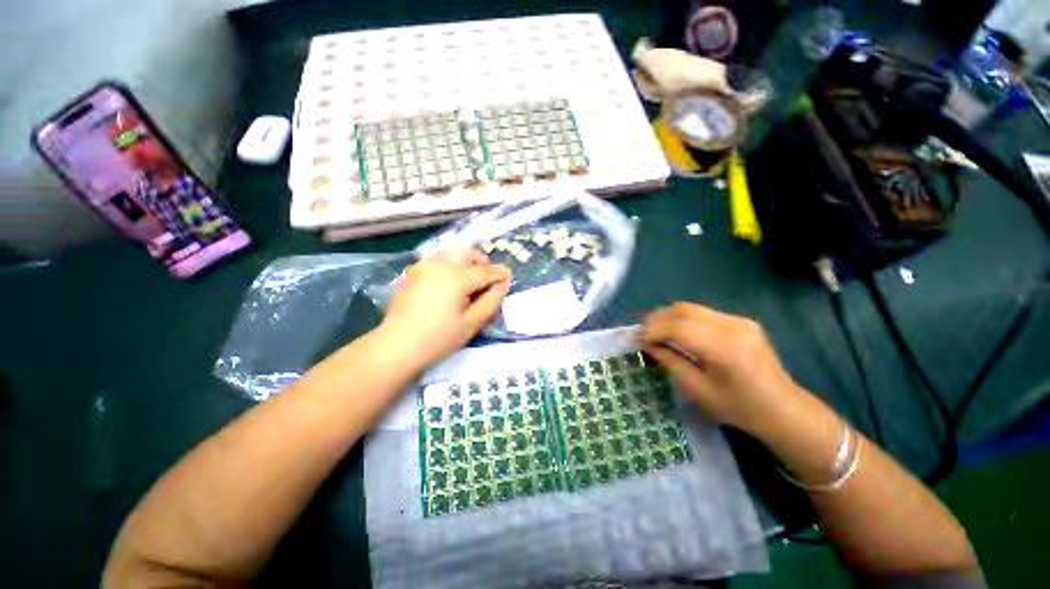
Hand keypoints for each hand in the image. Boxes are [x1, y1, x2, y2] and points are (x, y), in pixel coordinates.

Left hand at [378, 249, 511, 371]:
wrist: (396, 346)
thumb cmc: (439, 339)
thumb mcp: (472, 323)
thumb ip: (491, 301)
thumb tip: (503, 284)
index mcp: (456, 277)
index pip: (486, 271)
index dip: (500, 274)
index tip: (509, 278)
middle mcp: (440, 264)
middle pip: (469, 254)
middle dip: (483, 263)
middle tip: (488, 281)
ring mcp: (424, 265)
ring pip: (453, 253)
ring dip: (467, 262)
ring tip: (470, 281)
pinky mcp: (413, 271)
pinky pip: (438, 259)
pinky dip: (451, 264)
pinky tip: (450, 282)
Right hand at [639, 302, 805, 437]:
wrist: (785, 409)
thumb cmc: (740, 408)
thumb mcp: (699, 391)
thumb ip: (670, 362)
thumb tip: (645, 343)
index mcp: (725, 349)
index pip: (678, 327)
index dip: (652, 330)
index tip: (636, 338)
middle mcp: (733, 326)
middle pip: (682, 310)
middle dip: (656, 319)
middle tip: (642, 334)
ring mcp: (739, 320)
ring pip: (690, 307)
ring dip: (668, 317)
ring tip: (656, 332)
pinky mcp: (741, 320)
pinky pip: (702, 312)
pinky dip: (682, 319)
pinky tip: (678, 333)